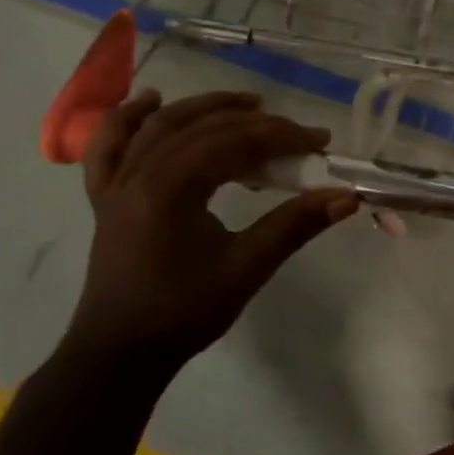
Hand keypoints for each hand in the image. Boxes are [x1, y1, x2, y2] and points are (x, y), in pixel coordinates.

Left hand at [60, 90, 357, 379]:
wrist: (120, 353)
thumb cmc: (184, 312)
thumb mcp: (247, 268)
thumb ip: (295, 226)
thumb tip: (347, 197)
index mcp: (171, 189)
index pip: (235, 142)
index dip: (282, 136)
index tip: (321, 141)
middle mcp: (139, 174)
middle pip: (203, 128)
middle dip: (255, 122)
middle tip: (296, 131)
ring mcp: (117, 184)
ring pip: (160, 127)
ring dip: (205, 108)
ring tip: (246, 102)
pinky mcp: (106, 198)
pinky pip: (110, 146)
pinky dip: (128, 119)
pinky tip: (149, 101)